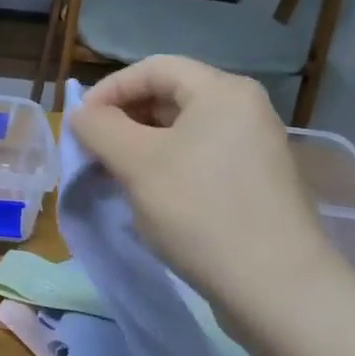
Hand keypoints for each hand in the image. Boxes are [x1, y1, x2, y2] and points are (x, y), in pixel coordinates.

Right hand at [67, 56, 347, 314]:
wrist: (275, 287)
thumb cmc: (199, 211)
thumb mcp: (136, 163)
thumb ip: (99, 128)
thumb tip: (82, 114)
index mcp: (222, 91)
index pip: (153, 68)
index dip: (109, 89)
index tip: (79, 123)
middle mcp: (243, 110)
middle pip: (169, 96)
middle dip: (123, 119)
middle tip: (92, 152)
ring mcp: (253, 149)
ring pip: (181, 131)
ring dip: (140, 146)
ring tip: (114, 176)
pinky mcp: (253, 183)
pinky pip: (198, 159)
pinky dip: (165, 167)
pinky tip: (149, 198)